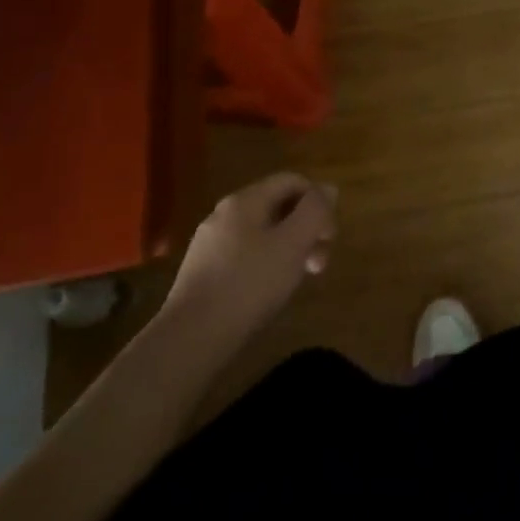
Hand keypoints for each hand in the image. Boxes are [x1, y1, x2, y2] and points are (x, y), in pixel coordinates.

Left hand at [158, 173, 336, 346]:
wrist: (189, 339)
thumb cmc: (249, 285)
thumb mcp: (293, 243)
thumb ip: (315, 211)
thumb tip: (328, 189)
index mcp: (246, 199)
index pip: (293, 180)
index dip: (318, 201)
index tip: (329, 236)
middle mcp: (225, 213)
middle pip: (278, 206)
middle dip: (305, 228)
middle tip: (319, 263)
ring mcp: (210, 242)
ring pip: (262, 232)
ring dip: (289, 248)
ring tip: (297, 280)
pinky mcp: (202, 271)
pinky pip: (244, 253)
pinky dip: (266, 263)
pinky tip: (268, 290)